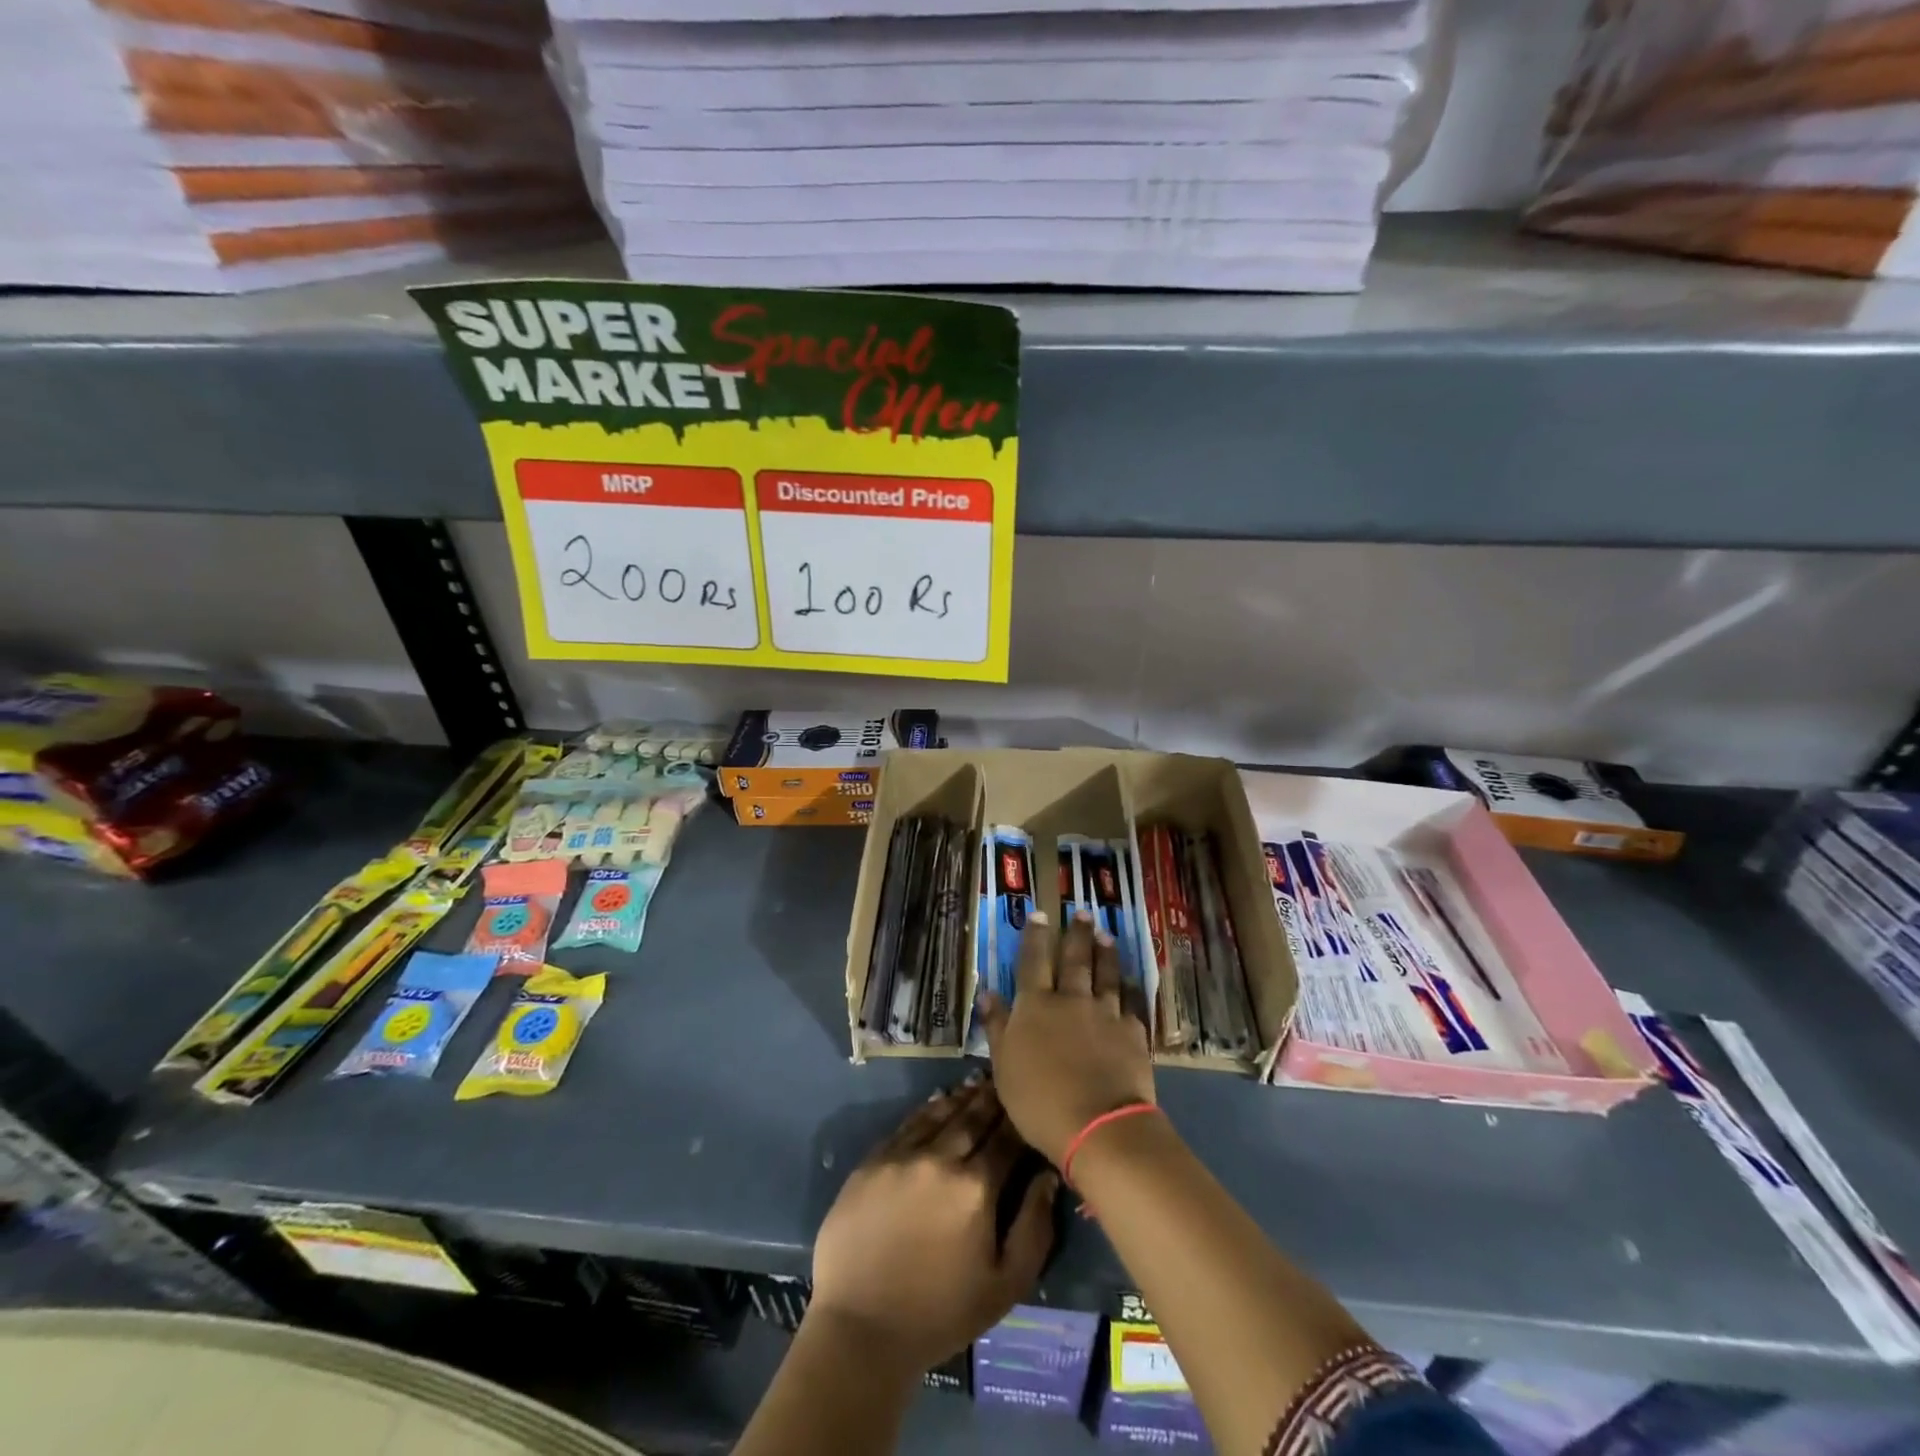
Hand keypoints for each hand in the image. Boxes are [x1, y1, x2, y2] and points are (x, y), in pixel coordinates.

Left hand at [810, 1078, 1058, 1372]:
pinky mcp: (873, 1160)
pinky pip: (907, 1124)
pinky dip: (927, 1110)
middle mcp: (941, 1158)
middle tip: (1002, 1081)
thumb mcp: (1005, 1285)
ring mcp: (903, 1155)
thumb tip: (1048, 1177)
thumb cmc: (941, 1313)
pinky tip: (937, 1103)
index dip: (1020, 1121)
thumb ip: (1034, 1227)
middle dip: (992, 1099)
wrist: (861, 1328)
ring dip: (961, 1097)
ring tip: (975, 1084)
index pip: (1007, 1139)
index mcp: (977, 1187)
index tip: (1030, 1107)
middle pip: (973, 1117)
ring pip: (940, 1112)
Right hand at [979, 912, 1155, 1166]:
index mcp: (1036, 1006)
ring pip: (1105, 974)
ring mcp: (1105, 1013)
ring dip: (1105, 953)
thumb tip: (988, 992)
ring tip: (1106, 934)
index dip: (1035, 937)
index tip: (1040, 914)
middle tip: (1083, 912)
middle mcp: (1071, 1000)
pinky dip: (1130, 987)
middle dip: (1076, 934)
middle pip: (1074, 960)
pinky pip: (1131, 1002)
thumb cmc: (1039, 1100)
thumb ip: (997, 1026)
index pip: (1033, 962)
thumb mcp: (1004, 1066)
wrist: (1098, 1125)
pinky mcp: (1132, 1032)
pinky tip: (1131, 980)